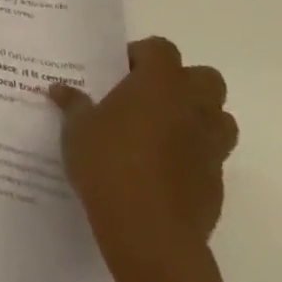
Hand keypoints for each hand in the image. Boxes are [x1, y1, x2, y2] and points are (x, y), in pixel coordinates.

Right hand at [50, 37, 238, 281]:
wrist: (149, 232)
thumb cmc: (108, 164)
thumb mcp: (77, 129)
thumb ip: (74, 105)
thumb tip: (61, 90)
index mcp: (159, 84)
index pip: (161, 48)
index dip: (142, 54)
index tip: (119, 70)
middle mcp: (192, 107)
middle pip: (205, 78)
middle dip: (182, 82)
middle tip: (146, 96)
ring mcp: (211, 146)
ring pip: (219, 117)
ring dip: (196, 117)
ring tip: (160, 130)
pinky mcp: (217, 182)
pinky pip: (212, 155)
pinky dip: (193, 154)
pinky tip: (161, 169)